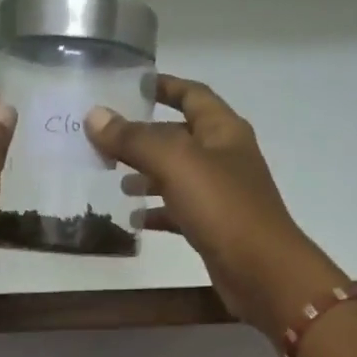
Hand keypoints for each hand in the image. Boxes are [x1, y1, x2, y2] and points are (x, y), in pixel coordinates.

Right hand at [85, 76, 346, 340]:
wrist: (261, 271)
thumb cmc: (223, 207)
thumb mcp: (176, 164)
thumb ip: (134, 139)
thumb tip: (94, 116)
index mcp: (223, 131)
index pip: (192, 95)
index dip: (165, 86)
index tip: (132, 86)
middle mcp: (224, 157)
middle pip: (180, 137)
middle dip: (145, 137)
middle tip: (106, 141)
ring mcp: (220, 194)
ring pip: (177, 176)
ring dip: (147, 175)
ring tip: (115, 181)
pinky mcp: (214, 227)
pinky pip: (180, 211)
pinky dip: (157, 212)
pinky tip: (134, 220)